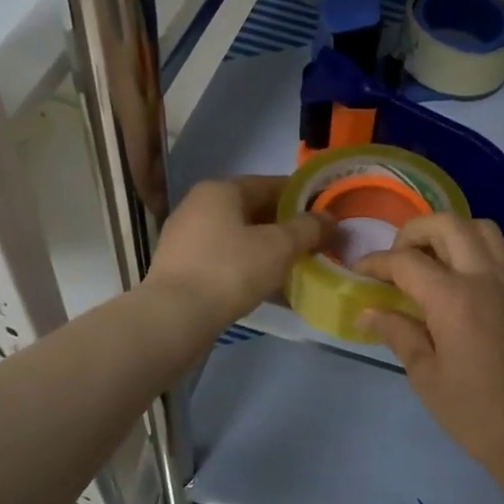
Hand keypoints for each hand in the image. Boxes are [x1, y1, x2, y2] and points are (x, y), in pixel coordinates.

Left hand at [147, 176, 332, 333]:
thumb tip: (329, 218)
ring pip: (239, 238)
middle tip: (316, 244)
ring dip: (268, 250)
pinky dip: (249, 268)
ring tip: (297, 267)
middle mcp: (198, 206)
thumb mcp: (279, 247)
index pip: (271, 184)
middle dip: (286, 227)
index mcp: (220, 190)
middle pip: (253, 211)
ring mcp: (186, 238)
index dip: (302, 198)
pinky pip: (225, 260)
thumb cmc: (230, 270)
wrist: (174, 318)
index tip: (326, 214)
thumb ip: (308, 228)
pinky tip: (269, 288)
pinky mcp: (181, 268)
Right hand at [356, 215, 503, 470]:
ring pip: (480, 228)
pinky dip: (472, 248)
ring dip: (449, 232)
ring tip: (429, 261)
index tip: (358, 272)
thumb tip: (368, 311)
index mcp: (454, 299)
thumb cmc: (475, 413)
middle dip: (414, 232)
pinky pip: (498, 250)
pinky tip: (456, 280)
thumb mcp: (426, 377)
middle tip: (396, 259)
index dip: (376, 262)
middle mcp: (485, 278)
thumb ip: (398, 333)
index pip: (407, 261)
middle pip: (447, 224)